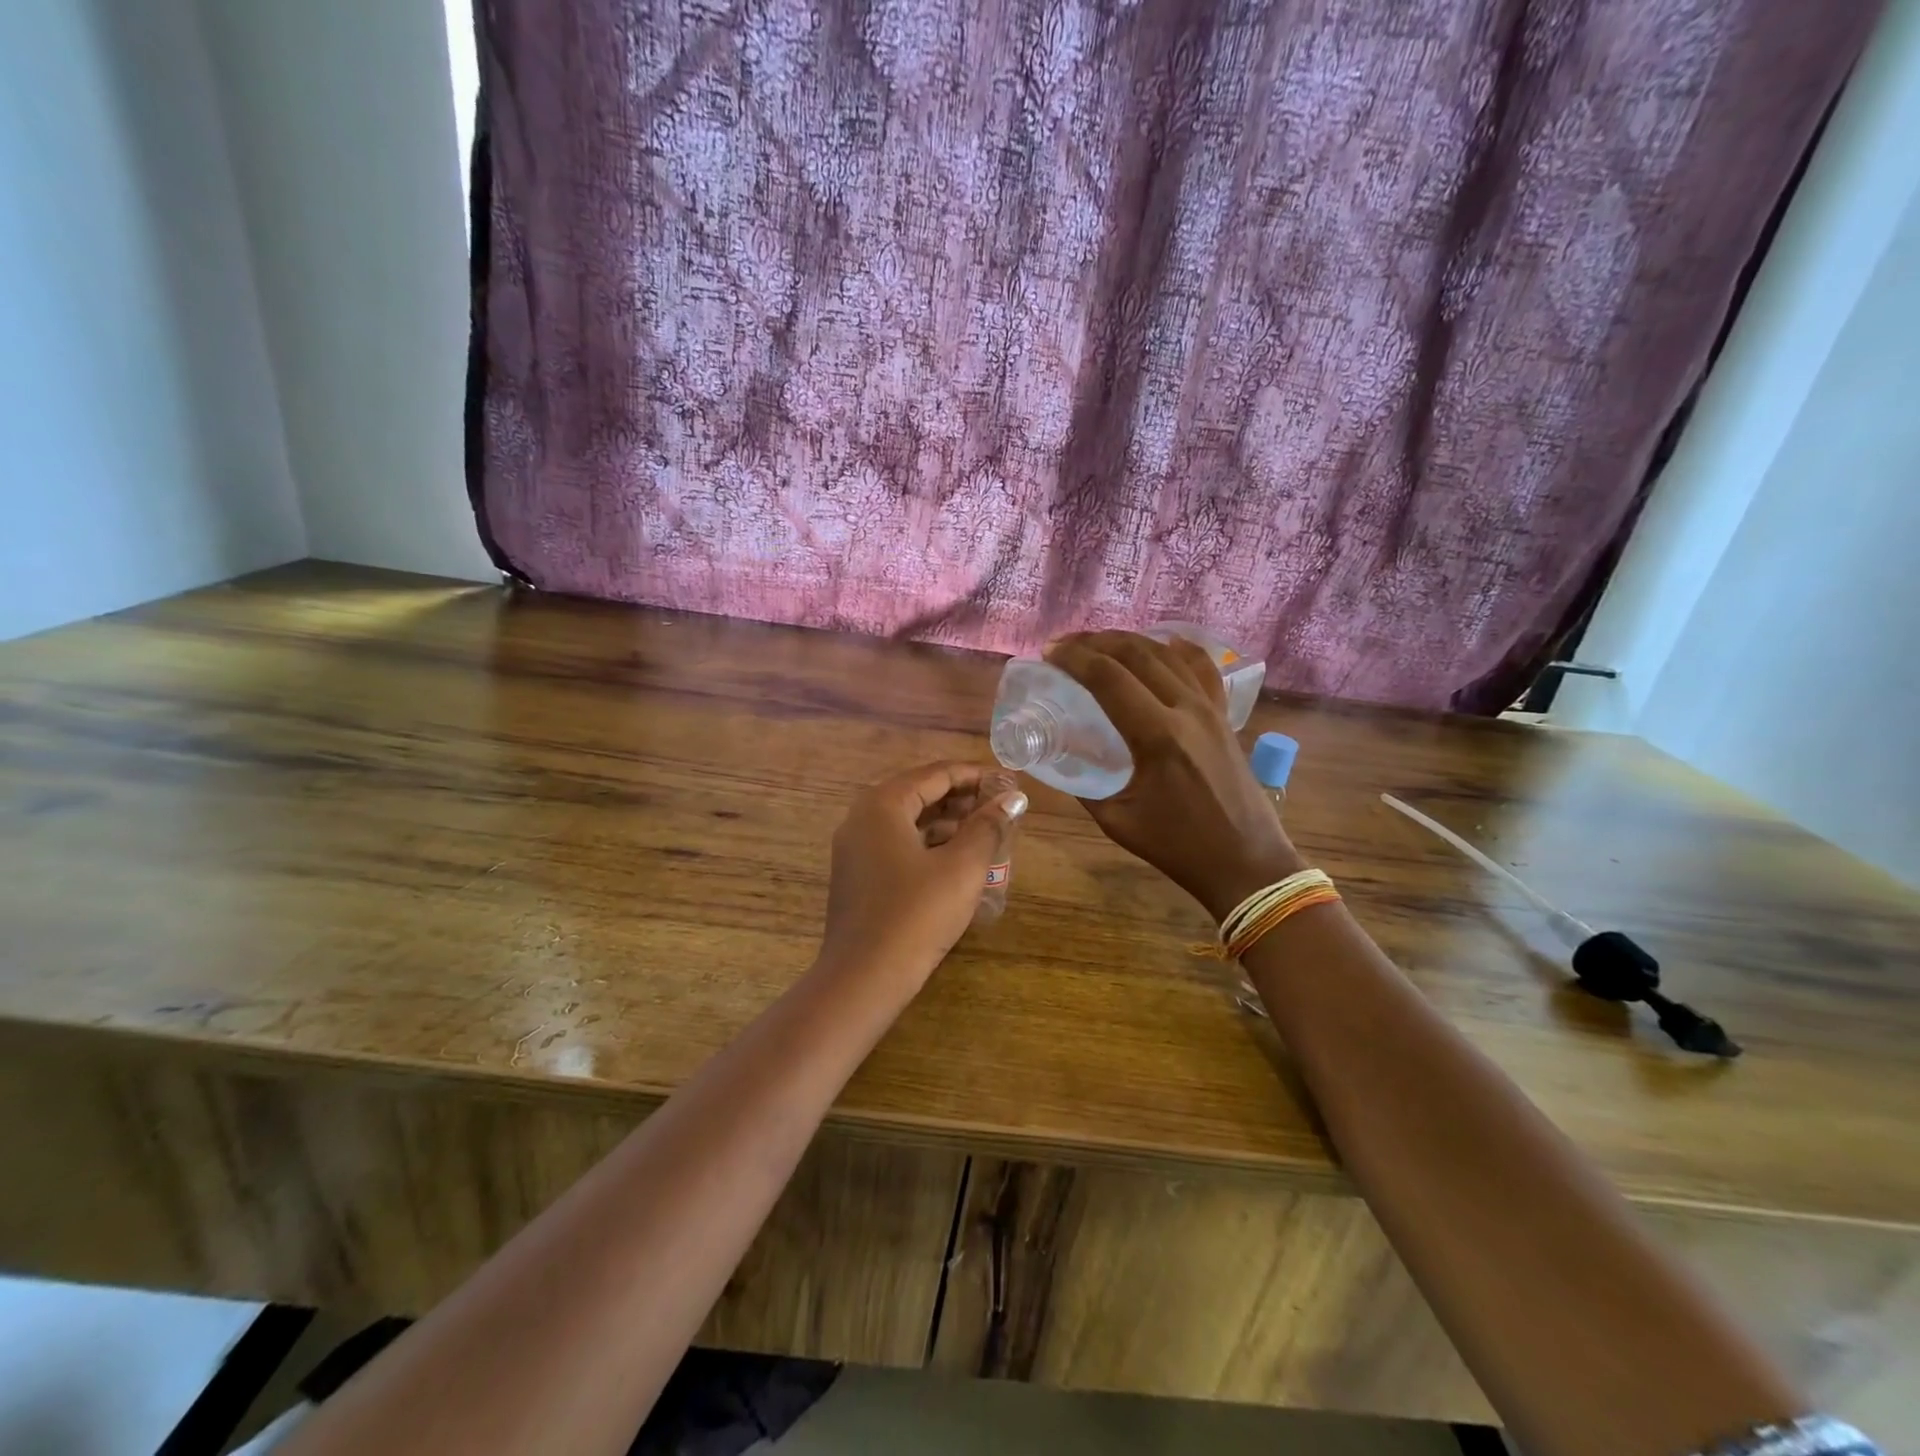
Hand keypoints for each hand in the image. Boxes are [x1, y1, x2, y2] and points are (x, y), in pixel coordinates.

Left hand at [818, 762, 1027, 990]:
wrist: (863, 979)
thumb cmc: (916, 915)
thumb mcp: (962, 867)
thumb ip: (988, 826)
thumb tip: (1013, 797)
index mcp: (882, 804)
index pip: (936, 774)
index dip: (976, 775)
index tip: (1011, 782)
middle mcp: (862, 817)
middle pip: (920, 793)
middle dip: (963, 798)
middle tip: (1003, 806)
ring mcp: (856, 848)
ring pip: (910, 821)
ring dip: (949, 822)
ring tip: (988, 830)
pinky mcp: (859, 875)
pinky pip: (899, 844)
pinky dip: (930, 844)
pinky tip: (959, 858)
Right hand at [1045, 632, 1304, 920]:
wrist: (1245, 861)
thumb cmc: (1178, 846)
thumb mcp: (1116, 819)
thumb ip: (1084, 784)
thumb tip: (1060, 755)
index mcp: (1157, 736)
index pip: (1108, 678)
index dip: (1074, 659)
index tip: (1048, 653)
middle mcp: (1186, 710)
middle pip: (1136, 654)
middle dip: (1094, 642)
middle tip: (1065, 646)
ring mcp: (1211, 709)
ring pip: (1167, 654)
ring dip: (1129, 641)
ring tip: (1099, 644)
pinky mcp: (1224, 716)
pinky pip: (1202, 668)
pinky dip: (1178, 649)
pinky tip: (1163, 643)